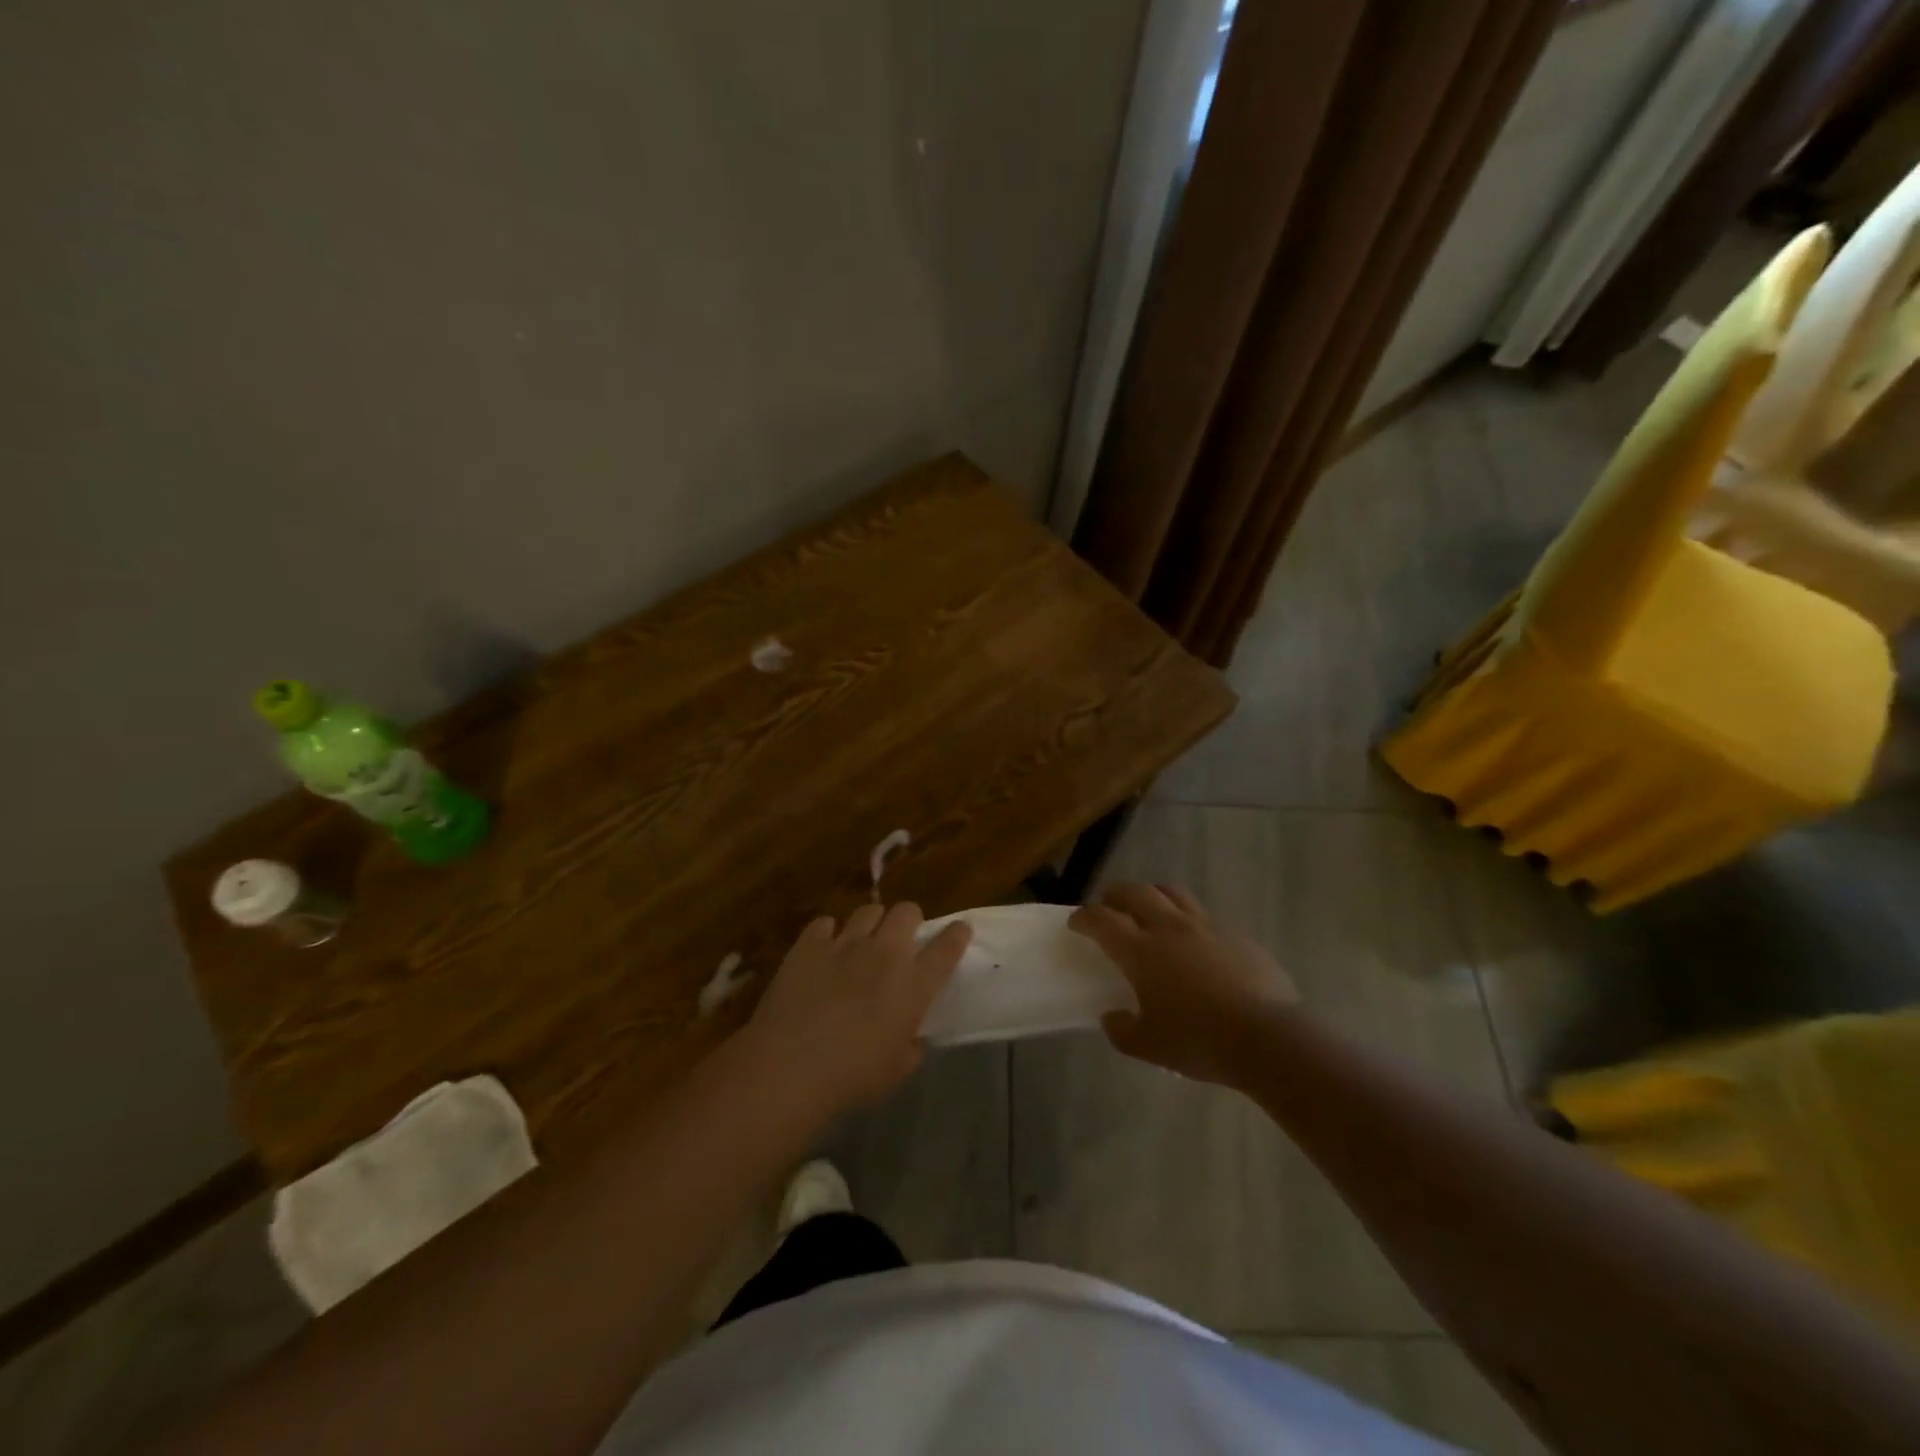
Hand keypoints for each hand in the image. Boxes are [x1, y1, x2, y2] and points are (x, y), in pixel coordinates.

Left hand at [746, 902, 970, 1117]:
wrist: (790, 1067)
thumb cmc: (852, 1077)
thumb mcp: (896, 1071)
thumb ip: (910, 1047)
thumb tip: (911, 1039)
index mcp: (914, 984)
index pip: (947, 947)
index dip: (956, 935)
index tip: (960, 930)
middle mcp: (884, 953)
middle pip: (907, 911)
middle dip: (909, 920)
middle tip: (901, 940)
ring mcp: (845, 943)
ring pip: (868, 910)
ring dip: (871, 924)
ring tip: (862, 942)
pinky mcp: (809, 944)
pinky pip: (824, 923)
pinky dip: (828, 933)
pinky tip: (823, 950)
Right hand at [1069, 883, 1298, 1085]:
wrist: (1268, 1038)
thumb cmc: (1199, 1041)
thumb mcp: (1149, 1046)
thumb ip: (1122, 1030)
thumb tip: (1113, 1017)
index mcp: (1141, 951)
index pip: (1102, 920)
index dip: (1084, 917)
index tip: (1076, 922)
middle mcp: (1169, 928)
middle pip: (1135, 892)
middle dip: (1114, 895)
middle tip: (1108, 906)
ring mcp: (1206, 927)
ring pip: (1172, 893)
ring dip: (1152, 894)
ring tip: (1148, 909)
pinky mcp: (1235, 935)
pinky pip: (1204, 916)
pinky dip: (1188, 920)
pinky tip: (1193, 942)